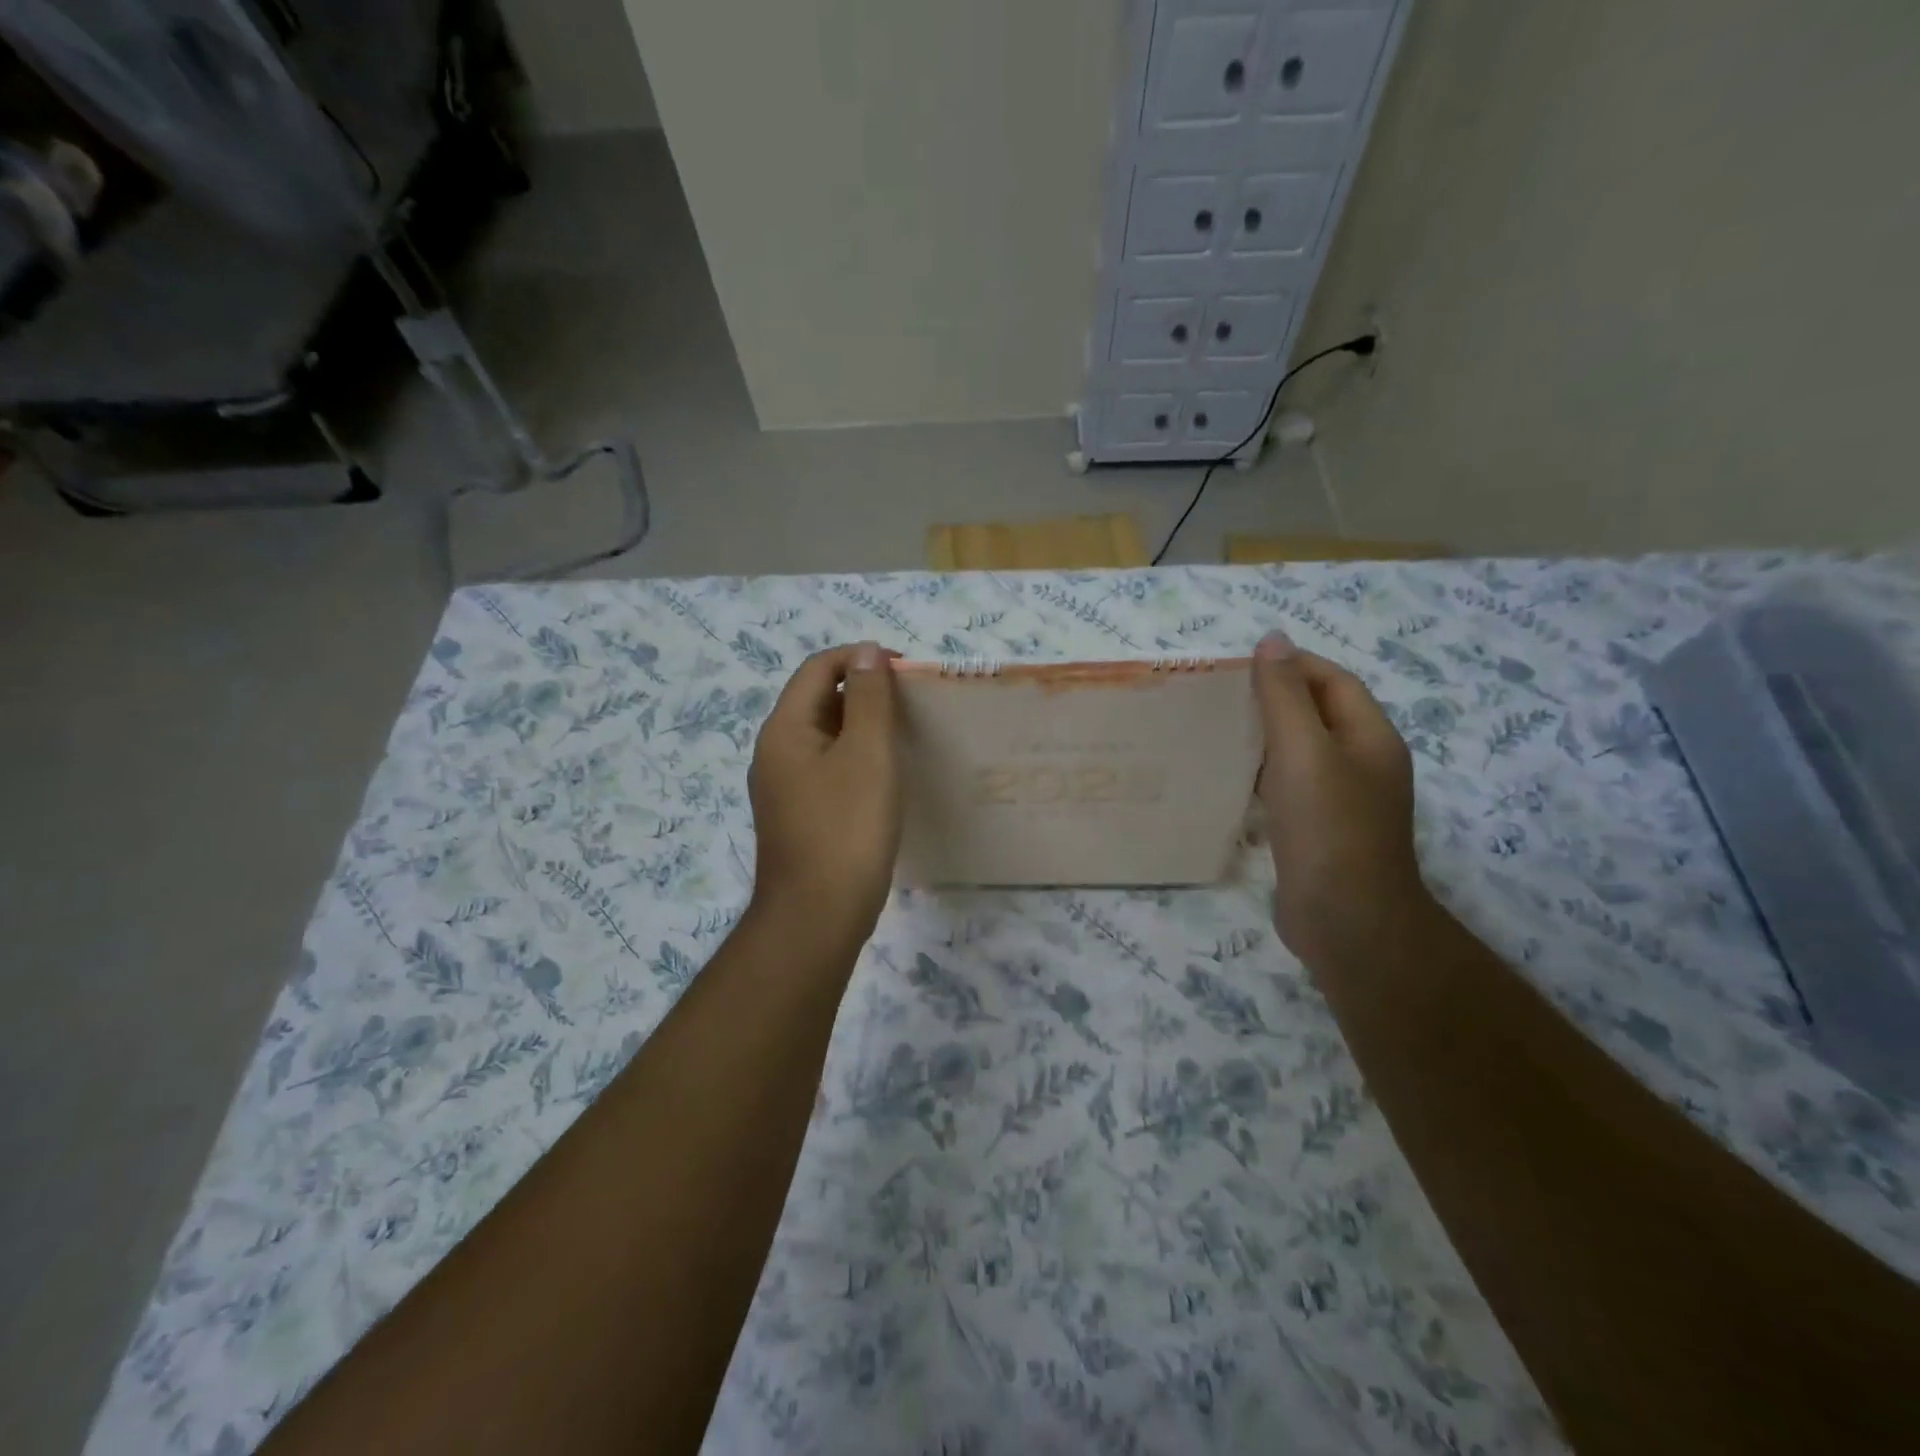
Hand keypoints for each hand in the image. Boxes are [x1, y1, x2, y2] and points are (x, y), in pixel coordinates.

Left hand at [746, 643, 902, 954]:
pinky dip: (855, 759)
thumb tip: (867, 652)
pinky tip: (884, 778)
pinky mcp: (797, 816)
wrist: (817, 917)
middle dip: (864, 692)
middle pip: (818, 700)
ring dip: (862, 727)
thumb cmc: (847, 828)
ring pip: (824, 737)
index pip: (818, 668)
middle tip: (911, 705)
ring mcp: (783, 787)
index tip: (907, 671)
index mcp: (784, 729)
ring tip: (904, 736)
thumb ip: (869, 698)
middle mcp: (775, 752)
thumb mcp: (867, 754)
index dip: (861, 658)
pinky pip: (826, 769)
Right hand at [1252, 630, 1432, 967]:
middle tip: (1220, 698)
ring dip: (1265, 739)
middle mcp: (1362, 764)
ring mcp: (1343, 801)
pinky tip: (1230, 781)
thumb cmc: (1328, 827)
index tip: (1240, 666)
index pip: (1333, 681)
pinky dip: (1262, 777)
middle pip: (1317, 715)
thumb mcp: (1303, 752)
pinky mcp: (1319, 832)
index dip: (1292, 665)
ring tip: (1216, 732)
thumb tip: (1273, 640)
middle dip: (1273, 700)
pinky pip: (1290, 788)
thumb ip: (1285, 696)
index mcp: (1370, 737)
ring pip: (1301, 753)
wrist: (1347, 921)